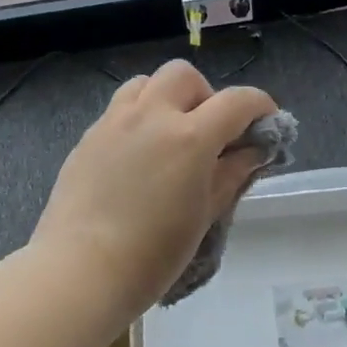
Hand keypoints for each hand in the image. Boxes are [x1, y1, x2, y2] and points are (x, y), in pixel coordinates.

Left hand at [31, 60, 278, 317]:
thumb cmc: (153, 254)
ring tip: (170, 134)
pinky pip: (120, 108)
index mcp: (190, 137)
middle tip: (209, 132)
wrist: (80, 271)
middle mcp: (152, 116)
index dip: (260, 105)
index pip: (237, 101)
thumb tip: (253, 151)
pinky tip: (138, 154)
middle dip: (205, 95)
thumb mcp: (205, 215)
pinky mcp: (88, 136)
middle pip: (185, 75)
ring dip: (167, 97)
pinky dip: (139, 116)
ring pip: (146, 83)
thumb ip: (232, 174)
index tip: (266, 122)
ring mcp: (115, 122)